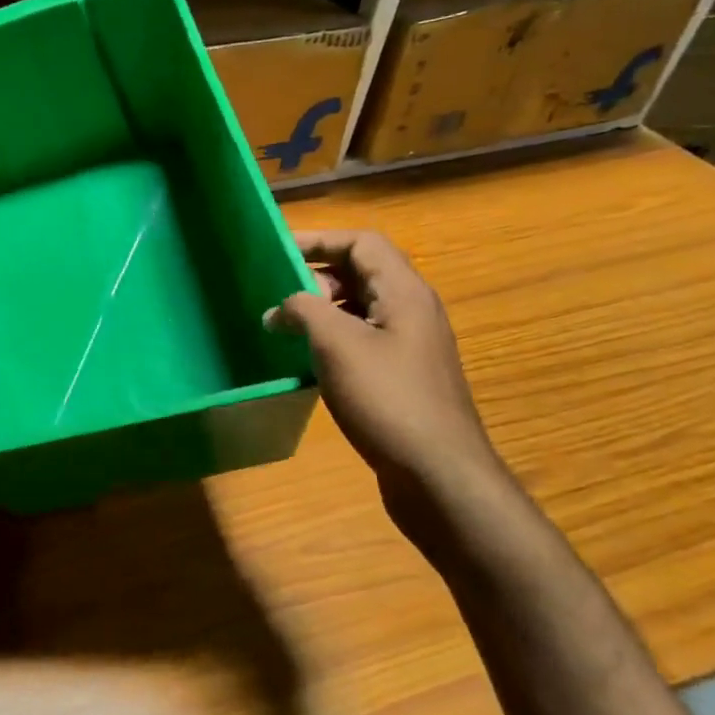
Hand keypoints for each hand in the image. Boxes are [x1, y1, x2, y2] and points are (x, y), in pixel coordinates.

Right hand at [264, 230, 511, 546]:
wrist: (438, 475)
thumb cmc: (387, 398)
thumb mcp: (336, 343)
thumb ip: (304, 310)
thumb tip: (280, 308)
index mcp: (404, 293)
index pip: (362, 243)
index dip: (320, 239)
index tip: (278, 251)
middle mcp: (411, 312)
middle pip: (360, 273)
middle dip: (315, 278)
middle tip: (276, 296)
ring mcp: (408, 347)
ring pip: (358, 309)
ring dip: (319, 311)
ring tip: (282, 327)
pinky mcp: (400, 378)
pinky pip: (360, 340)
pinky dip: (329, 340)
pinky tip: (305, 361)